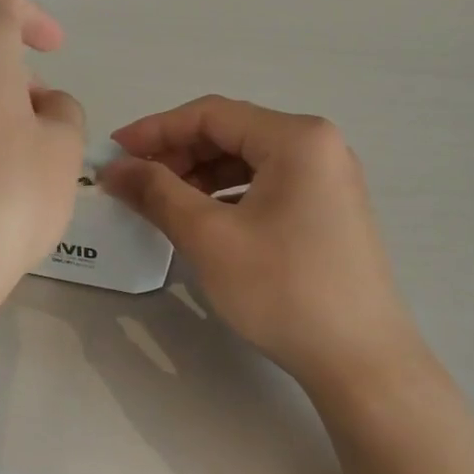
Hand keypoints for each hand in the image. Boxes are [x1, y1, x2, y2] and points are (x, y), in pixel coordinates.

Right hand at [103, 96, 424, 394]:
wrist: (359, 359)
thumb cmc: (282, 289)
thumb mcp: (210, 237)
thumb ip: (157, 193)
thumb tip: (114, 169)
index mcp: (297, 138)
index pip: (211, 114)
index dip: (155, 130)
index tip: (113, 153)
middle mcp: (318, 146)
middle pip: (231, 133)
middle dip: (176, 154)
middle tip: (133, 183)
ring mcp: (328, 179)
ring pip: (247, 161)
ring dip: (198, 176)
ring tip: (160, 204)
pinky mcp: (327, 210)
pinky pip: (266, 186)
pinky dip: (226, 196)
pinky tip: (201, 221)